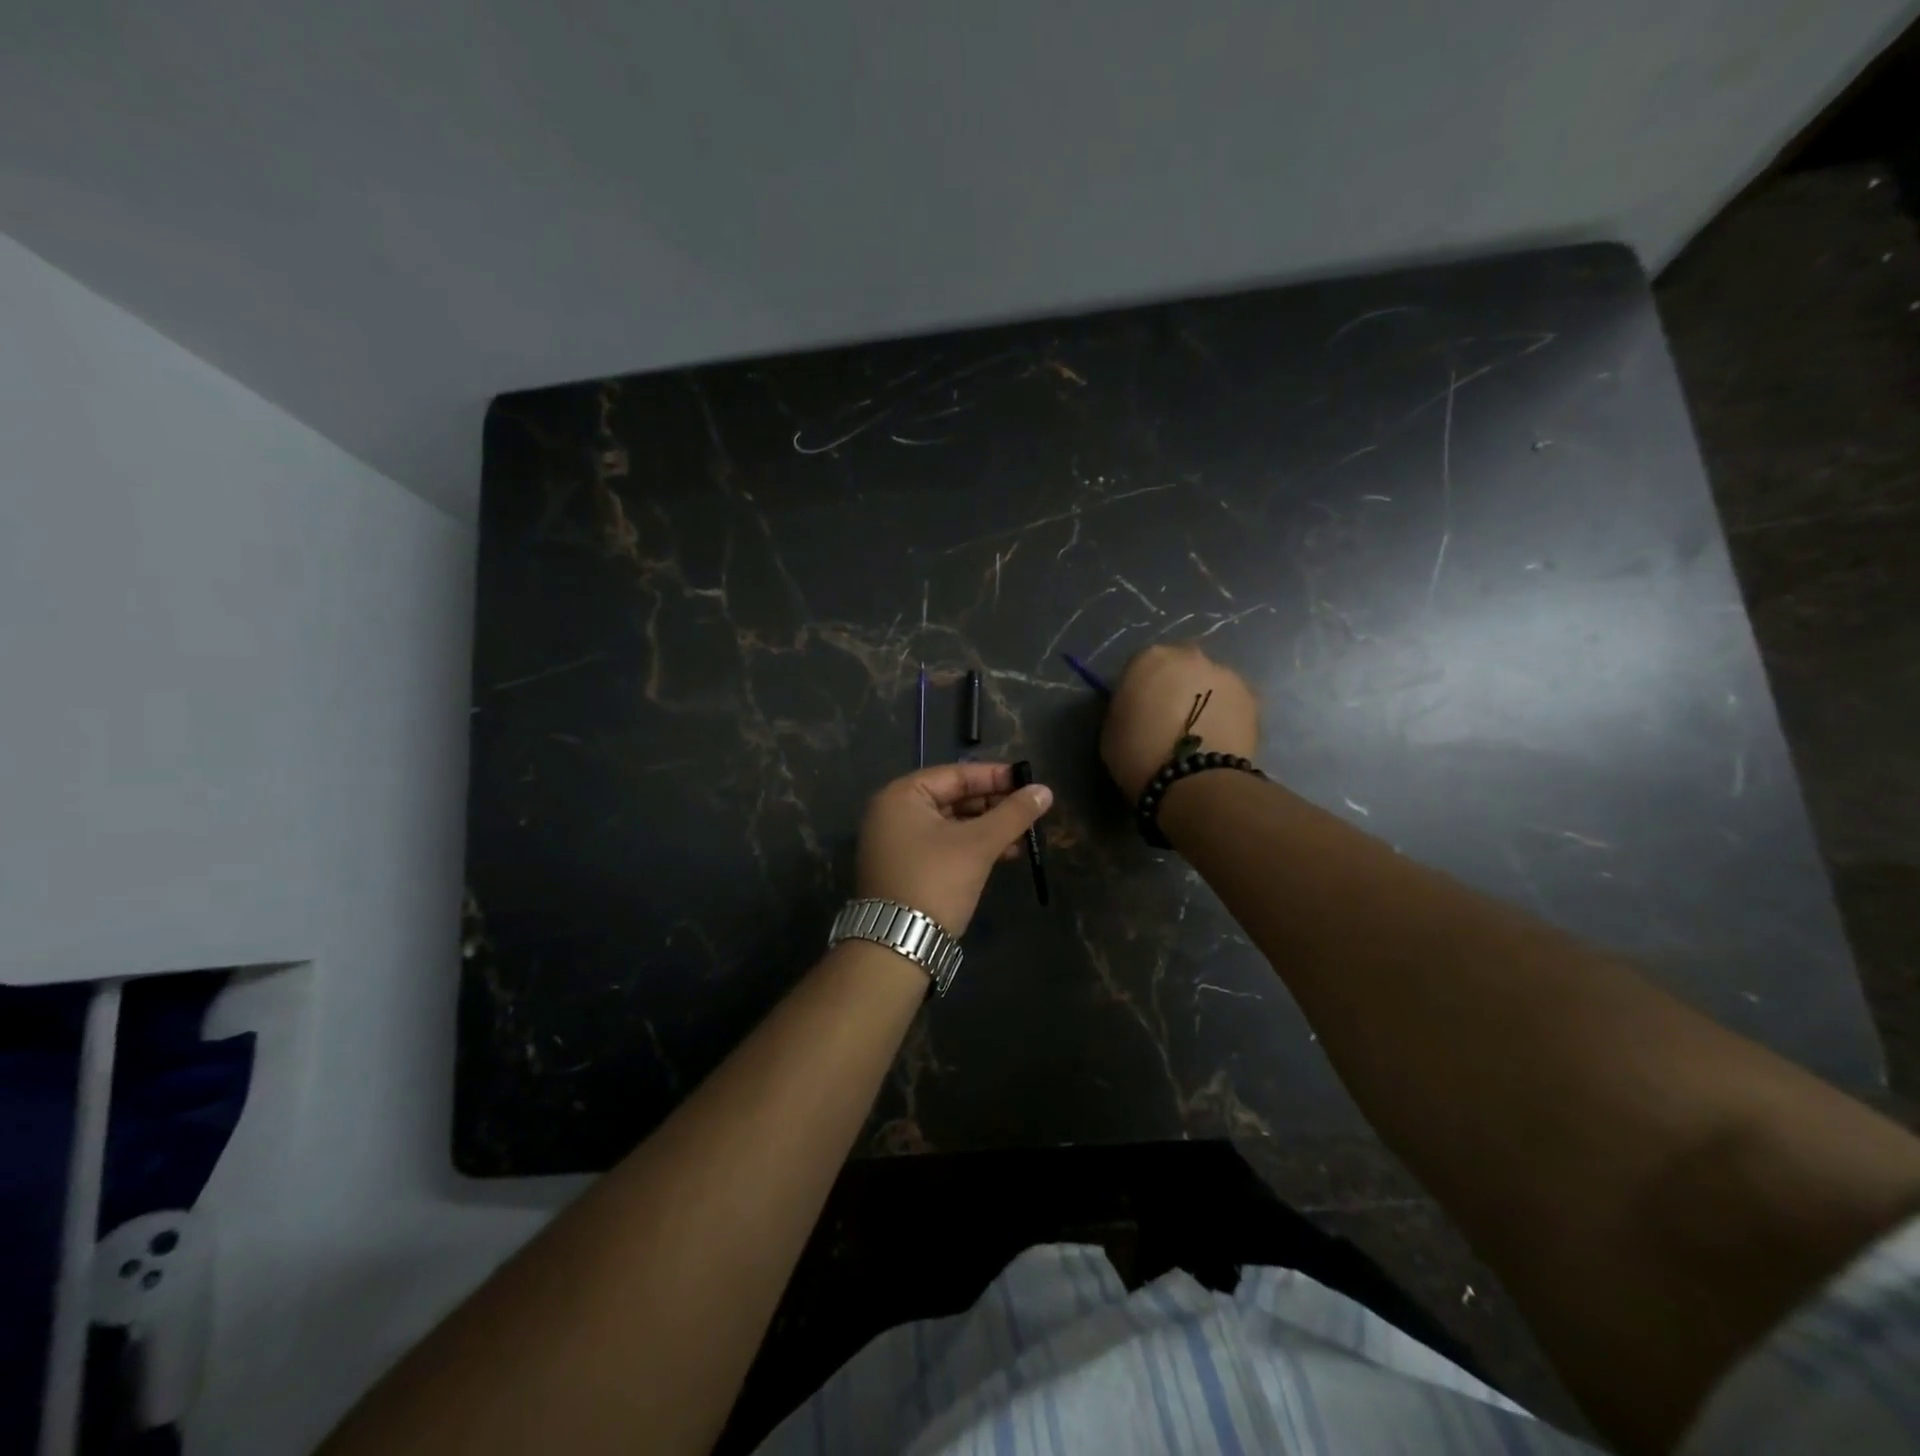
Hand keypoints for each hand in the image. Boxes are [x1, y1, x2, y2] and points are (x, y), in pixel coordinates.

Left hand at [855, 762, 1053, 935]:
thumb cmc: (936, 881)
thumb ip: (1013, 814)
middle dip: (993, 806)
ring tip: (1022, 837)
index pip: (956, 775)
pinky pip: (942, 845)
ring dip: (986, 829)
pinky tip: (1002, 855)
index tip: (1029, 782)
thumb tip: (1045, 791)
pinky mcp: (903, 867)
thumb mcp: (979, 844)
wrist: (898, 944)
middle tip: (1028, 811)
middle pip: (952, 798)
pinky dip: (970, 847)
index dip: (995, 777)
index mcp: (902, 795)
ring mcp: (895, 842)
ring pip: (950, 824)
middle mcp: (892, 812)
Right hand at [1100, 644, 1260, 798]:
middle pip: (1179, 668)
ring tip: (1198, 733)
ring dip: (1203, 699)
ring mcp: (1225, 674)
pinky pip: (1231, 703)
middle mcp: (1189, 656)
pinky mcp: (1253, 698)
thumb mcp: (1111, 729)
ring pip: (1209, 683)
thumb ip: (1126, 708)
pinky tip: (1218, 739)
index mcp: (1149, 659)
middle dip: (1175, 687)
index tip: (1138, 712)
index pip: (1140, 667)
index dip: (1139, 690)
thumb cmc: (1139, 756)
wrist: (1194, 782)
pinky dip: (1225, 715)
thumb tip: (1139, 709)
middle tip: (1169, 720)